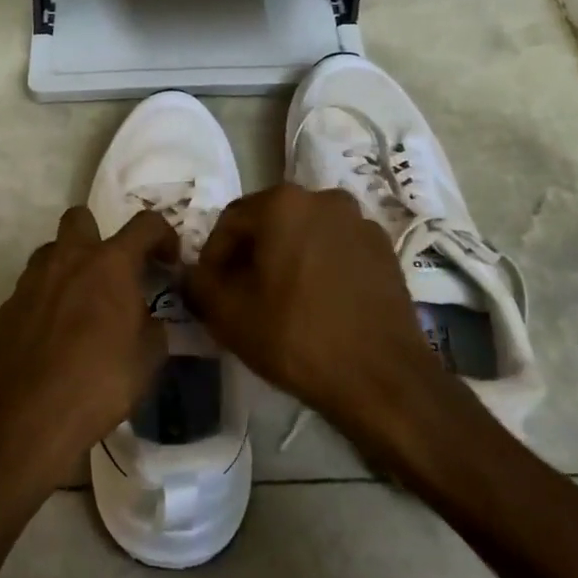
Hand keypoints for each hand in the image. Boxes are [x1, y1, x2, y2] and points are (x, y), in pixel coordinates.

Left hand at [0, 207, 172, 499]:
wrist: (34, 415)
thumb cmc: (102, 380)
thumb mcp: (149, 357)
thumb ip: (153, 326)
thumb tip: (148, 319)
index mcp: (110, 263)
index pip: (145, 224)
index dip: (163, 235)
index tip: (168, 261)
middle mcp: (69, 258)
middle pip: (80, 217)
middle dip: (97, 234)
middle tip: (110, 270)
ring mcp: (33, 279)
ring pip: (50, 251)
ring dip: (68, 266)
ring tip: (80, 302)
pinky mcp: (9, 306)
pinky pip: (31, 288)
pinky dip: (45, 299)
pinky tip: (53, 333)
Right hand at [188, 185, 475, 447]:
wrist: (382, 378)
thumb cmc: (296, 337)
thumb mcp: (228, 314)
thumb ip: (198, 284)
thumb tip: (192, 274)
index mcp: (283, 202)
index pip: (230, 222)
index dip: (213, 257)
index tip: (211, 291)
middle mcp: (324, 198)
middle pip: (270, 224)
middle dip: (251, 256)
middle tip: (242, 297)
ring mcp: (360, 222)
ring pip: (305, 236)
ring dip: (287, 260)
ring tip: (281, 302)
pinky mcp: (385, 250)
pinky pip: (337, 251)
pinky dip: (320, 268)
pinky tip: (318, 306)